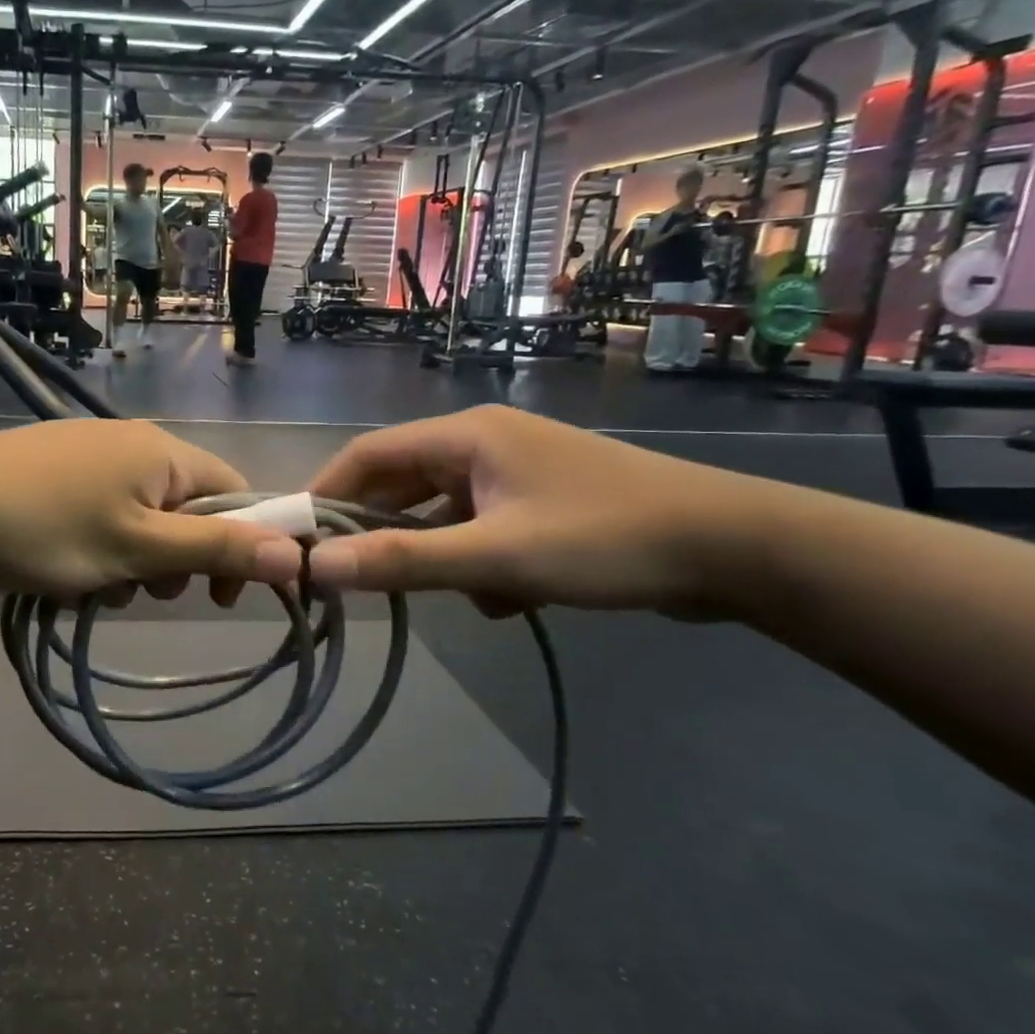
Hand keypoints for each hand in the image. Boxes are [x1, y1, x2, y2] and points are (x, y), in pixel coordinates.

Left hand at [0, 420, 303, 598]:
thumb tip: (296, 552)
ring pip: (140, 519)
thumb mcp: (140, 548)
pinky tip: (68, 573)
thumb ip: (216, 548)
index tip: (220, 594)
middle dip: (176, 558)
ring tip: (100, 586)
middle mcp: (132, 443)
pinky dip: (98, 548)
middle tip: (147, 590)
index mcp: (163, 452)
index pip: (235, 491)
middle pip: (186, 508)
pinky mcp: (52, 473)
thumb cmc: (48, 528)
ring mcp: (87, 456)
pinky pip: (101, 515)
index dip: (241, 543)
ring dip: (134, 562)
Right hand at [304, 407, 768, 618]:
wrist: (736, 549)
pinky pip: (481, 529)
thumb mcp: (496, 557)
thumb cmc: (606, 540)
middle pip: (403, 483)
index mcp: (466, 436)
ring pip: (443, 512)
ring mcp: (515, 473)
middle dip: (380, 532)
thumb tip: (318, 569)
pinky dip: (478, 562)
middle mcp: (484, 444)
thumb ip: (404, 562)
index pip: (368, 454)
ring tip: (448, 595)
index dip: (325, 492)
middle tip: (352, 578)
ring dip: (436, 554)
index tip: (298, 539)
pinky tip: (506, 597)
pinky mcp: (541, 503)